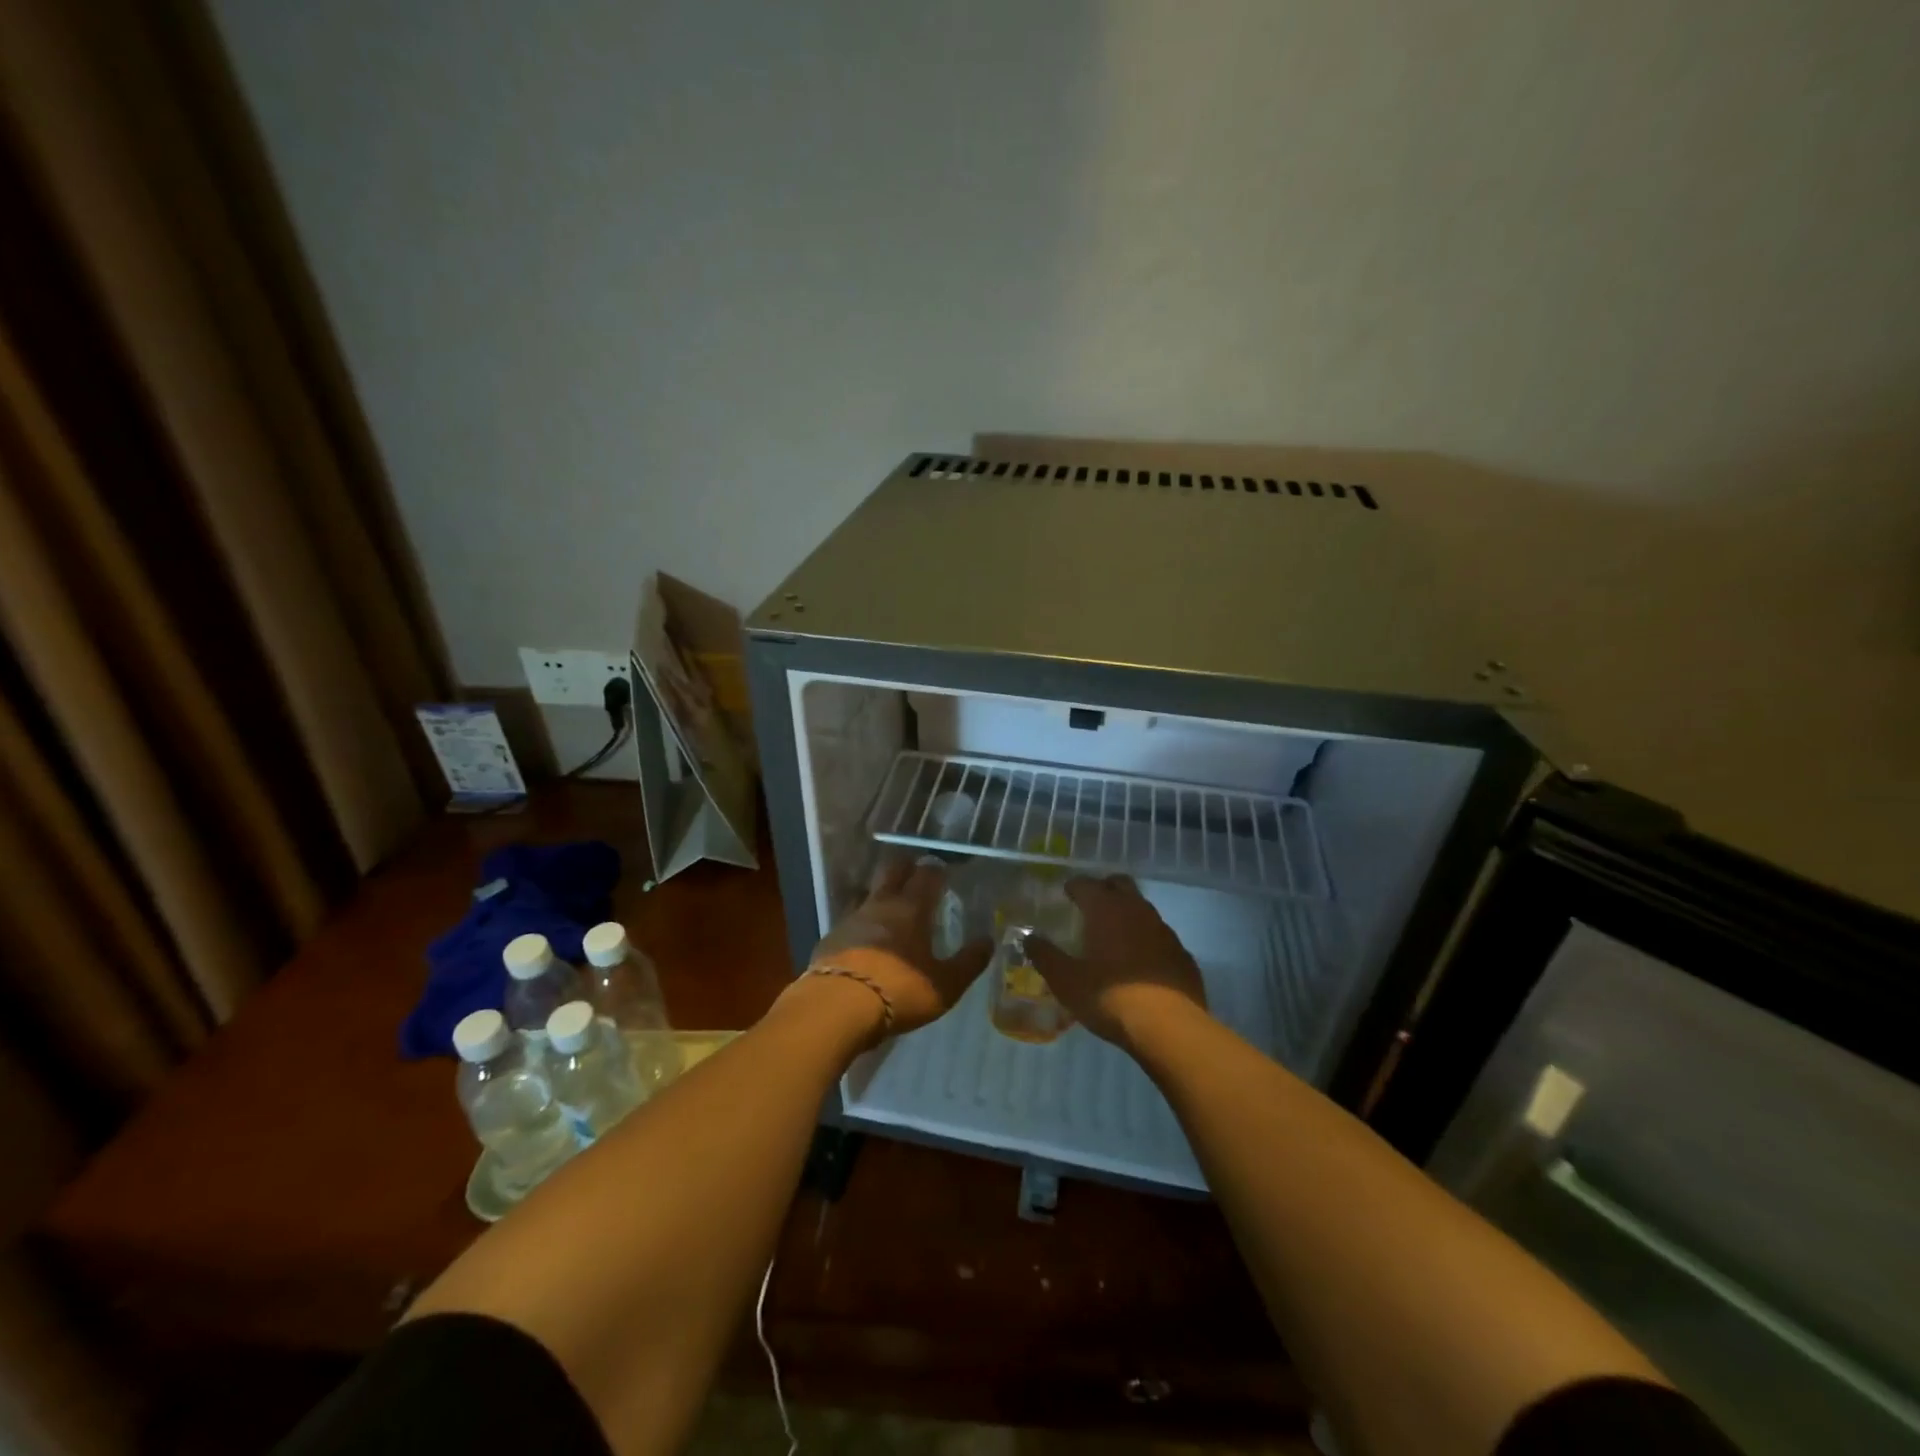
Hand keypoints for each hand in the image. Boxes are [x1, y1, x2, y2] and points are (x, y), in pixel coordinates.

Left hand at [804, 855, 993, 1036]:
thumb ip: (968, 963)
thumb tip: (987, 941)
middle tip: (915, 873)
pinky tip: (863, 937)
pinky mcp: (830, 937)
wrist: (837, 1007)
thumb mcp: (944, 985)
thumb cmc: (899, 991)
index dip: (936, 870)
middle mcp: (881, 904)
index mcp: (912, 909)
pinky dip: (860, 922)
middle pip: (892, 870)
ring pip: (868, 892)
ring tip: (889, 905)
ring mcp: (851, 918)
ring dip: (879, 893)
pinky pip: (849, 920)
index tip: (942, 871)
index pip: (927, 875)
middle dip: (905, 867)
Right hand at [1028, 875, 1207, 1049]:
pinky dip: (1147, 939)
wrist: (1169, 1027)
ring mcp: (1164, 930)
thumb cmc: (1109, 997)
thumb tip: (1029, 938)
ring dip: (1127, 914)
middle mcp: (1137, 910)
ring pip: (1142, 908)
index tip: (1065, 894)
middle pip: (1119, 884)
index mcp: (1106, 909)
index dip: (1073, 887)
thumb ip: (1044, 956)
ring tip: (1114, 935)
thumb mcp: (1066, 981)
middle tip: (1090, 906)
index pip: (1085, 884)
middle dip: (1104, 889)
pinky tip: (1141, 962)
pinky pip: (1160, 936)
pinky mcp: (1182, 953)